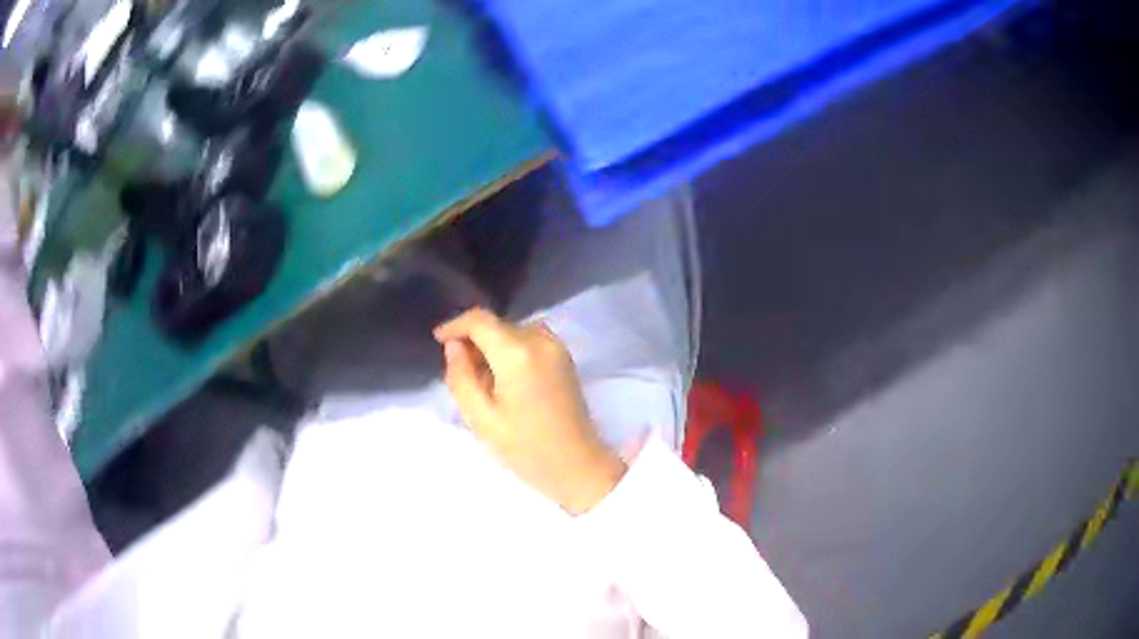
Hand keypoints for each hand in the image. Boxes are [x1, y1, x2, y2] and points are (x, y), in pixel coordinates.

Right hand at [434, 308, 625, 514]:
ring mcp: (557, 346)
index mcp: (517, 352)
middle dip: (474, 341)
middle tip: (460, 373)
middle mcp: (540, 339)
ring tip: (482, 381)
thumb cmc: (526, 448)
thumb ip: (460, 376)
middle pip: (496, 325)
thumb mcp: (480, 417)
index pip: (479, 320)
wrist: (578, 466)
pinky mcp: (565, 357)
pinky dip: (511, 351)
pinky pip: (529, 341)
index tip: (437, 339)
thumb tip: (454, 346)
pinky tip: (505, 381)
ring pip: (512, 332)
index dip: (455, 325)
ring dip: (493, 347)